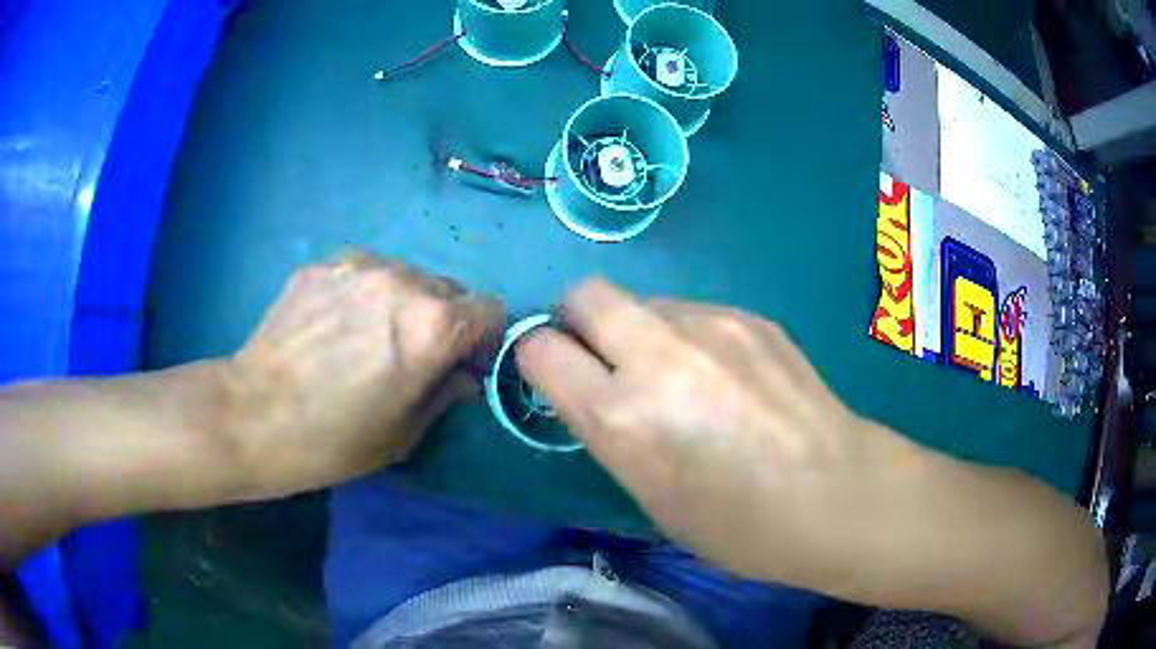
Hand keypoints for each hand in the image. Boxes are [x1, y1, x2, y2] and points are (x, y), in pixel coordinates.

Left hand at [223, 254, 503, 499]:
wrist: (254, 415)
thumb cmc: (334, 440)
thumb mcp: (405, 433)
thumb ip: (447, 393)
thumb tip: (464, 375)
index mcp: (432, 326)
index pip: (490, 307)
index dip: (483, 337)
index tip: (460, 361)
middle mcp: (403, 281)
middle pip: (448, 289)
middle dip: (443, 320)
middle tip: (409, 354)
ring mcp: (359, 265)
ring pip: (406, 276)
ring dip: (402, 303)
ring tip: (365, 336)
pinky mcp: (323, 264)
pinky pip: (364, 272)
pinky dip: (364, 293)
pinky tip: (333, 324)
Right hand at [515, 279, 930, 588]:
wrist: (837, 494)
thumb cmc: (737, 525)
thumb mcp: (650, 496)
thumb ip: (609, 431)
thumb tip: (591, 387)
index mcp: (623, 417)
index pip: (540, 350)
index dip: (537, 359)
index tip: (555, 377)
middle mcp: (660, 355)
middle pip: (584, 294)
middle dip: (578, 321)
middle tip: (603, 360)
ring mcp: (712, 325)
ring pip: (643, 301)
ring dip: (640, 330)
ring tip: (681, 376)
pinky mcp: (751, 316)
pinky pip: (693, 311)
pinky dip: (688, 335)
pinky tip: (727, 375)